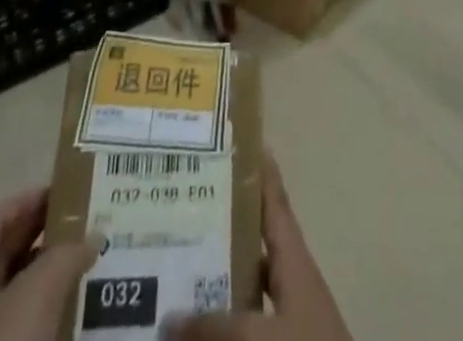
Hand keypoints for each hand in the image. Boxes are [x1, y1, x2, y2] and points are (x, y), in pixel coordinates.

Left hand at [0, 188, 100, 340]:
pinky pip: (21, 330)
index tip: (66, 192)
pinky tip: (76, 316)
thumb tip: (90, 237)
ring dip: (49, 276)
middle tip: (85, 223)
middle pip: (4, 256)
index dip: (26, 200)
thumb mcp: (37, 293)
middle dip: (44, 236)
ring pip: (14, 295)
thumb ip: (66, 255)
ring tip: (89, 266)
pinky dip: (47, 315)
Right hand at [163, 156, 351, 340]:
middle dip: (221, 226)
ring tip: (176, 269)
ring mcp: (288, 314)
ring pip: (246, 286)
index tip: (238, 141)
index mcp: (294, 256)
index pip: (274, 201)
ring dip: (217, 277)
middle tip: (182, 209)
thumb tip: (168, 317)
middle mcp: (290, 278)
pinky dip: (223, 321)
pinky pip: (246, 322)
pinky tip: (194, 329)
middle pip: (254, 242)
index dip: (259, 170)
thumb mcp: (260, 334)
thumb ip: (216, 324)